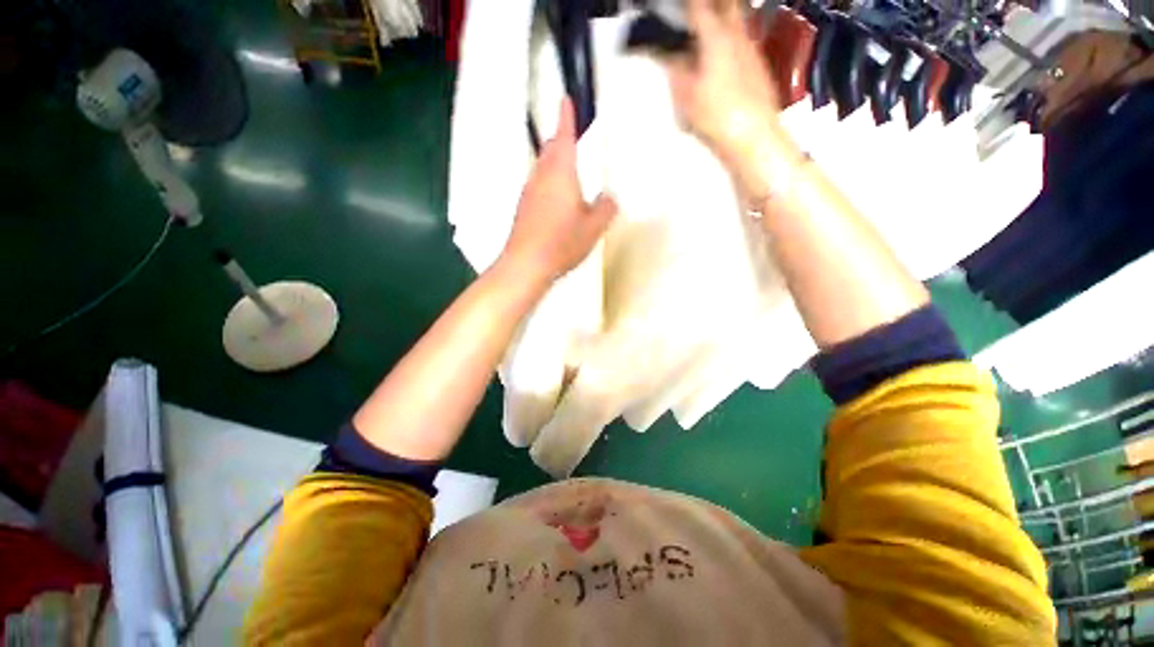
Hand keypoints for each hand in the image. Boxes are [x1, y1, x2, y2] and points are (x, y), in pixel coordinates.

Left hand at [499, 99, 616, 283]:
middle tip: (574, 138)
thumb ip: (606, 208)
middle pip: (550, 150)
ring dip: (555, 162)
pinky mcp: (523, 209)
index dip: (566, 116)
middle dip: (561, 139)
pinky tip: (558, 201)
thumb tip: (609, 198)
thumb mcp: (594, 227)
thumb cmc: (562, 242)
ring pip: (543, 168)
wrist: (526, 264)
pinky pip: (538, 186)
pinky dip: (549, 184)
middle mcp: (541, 176)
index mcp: (560, 172)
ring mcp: (529, 192)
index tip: (566, 99)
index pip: (564, 136)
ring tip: (570, 171)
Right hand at [667, 0, 796, 187]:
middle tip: (693, 14)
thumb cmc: (717, 115)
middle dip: (708, 6)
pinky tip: (721, 53)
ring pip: (737, 19)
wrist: (753, 136)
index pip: (697, 7)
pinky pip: (743, 38)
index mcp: (716, 36)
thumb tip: (667, 53)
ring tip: (705, 31)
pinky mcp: (759, 64)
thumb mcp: (686, 94)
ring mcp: (751, 48)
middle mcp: (738, 35)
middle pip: (725, 5)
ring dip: (722, 17)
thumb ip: (675, 69)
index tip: (674, 9)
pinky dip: (730, 36)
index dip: (685, 6)